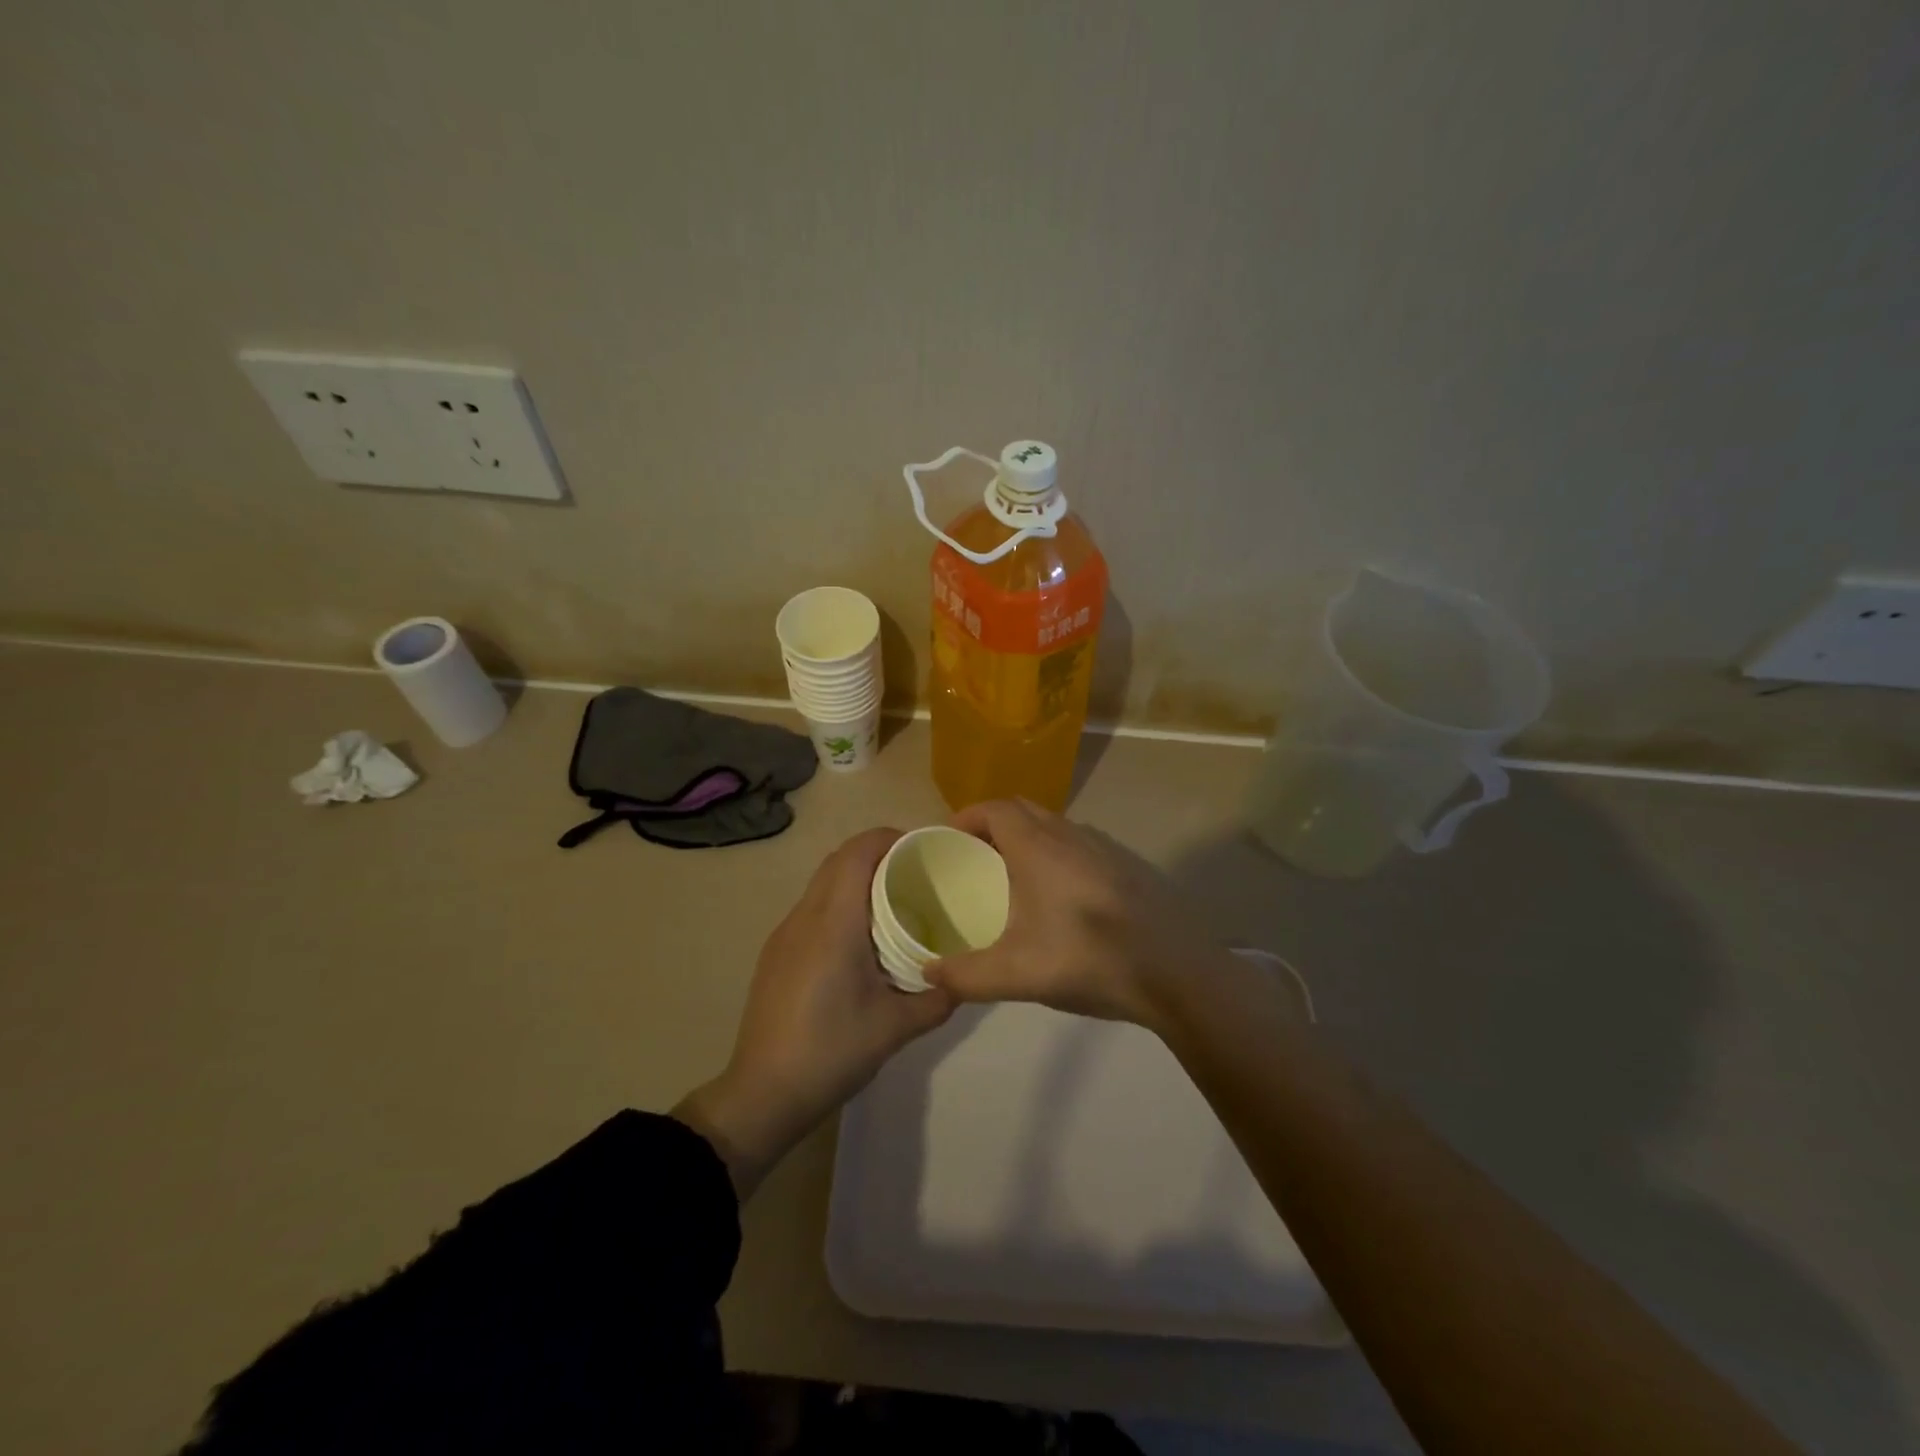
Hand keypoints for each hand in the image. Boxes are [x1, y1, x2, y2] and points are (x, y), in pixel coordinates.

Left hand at [676, 828, 952, 1195]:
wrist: (762, 1093)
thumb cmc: (831, 1051)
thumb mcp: (895, 1027)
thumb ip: (937, 998)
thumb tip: (965, 980)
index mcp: (834, 923)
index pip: (857, 853)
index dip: (889, 839)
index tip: (923, 849)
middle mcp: (805, 917)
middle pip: (839, 860)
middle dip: (877, 853)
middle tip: (916, 873)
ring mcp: (784, 934)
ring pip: (822, 883)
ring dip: (856, 878)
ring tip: (894, 902)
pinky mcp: (776, 953)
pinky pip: (812, 908)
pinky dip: (839, 902)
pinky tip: (860, 938)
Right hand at [924, 798, 1239, 1029]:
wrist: (1177, 972)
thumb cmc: (1088, 959)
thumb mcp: (1016, 975)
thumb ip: (965, 975)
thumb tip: (927, 972)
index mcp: (1038, 846)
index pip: (995, 808)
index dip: (967, 817)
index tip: (948, 840)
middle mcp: (1072, 834)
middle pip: (1024, 811)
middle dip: (993, 827)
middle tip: (975, 860)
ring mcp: (1106, 847)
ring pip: (1056, 827)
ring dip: (1029, 841)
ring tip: (1014, 880)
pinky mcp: (1130, 866)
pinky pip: (1081, 846)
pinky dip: (1059, 856)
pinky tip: (1062, 901)